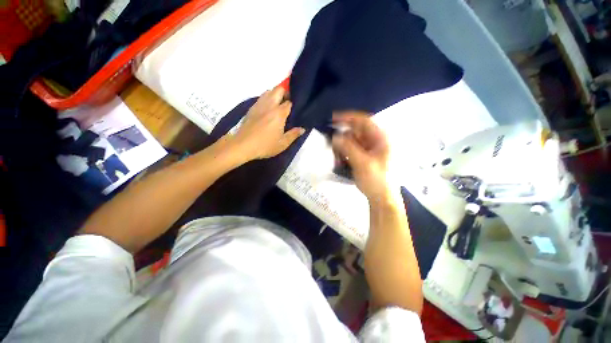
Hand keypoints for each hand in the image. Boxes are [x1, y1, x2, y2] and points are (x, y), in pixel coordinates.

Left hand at [232, 87, 304, 160]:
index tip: (295, 109)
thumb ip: (293, 135)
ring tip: (278, 105)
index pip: (289, 102)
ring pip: (268, 91)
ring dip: (275, 94)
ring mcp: (258, 105)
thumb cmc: (265, 145)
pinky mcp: (251, 109)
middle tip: (287, 103)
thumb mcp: (283, 143)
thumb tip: (302, 129)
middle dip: (285, 92)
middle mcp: (269, 105)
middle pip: (278, 89)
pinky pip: (260, 98)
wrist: (243, 145)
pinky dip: (266, 99)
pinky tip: (267, 109)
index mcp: (279, 113)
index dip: (293, 104)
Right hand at [331, 112, 391, 199]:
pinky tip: (341, 161)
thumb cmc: (377, 180)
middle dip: (343, 137)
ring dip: (342, 147)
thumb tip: (335, 136)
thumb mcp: (362, 163)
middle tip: (333, 145)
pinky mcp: (365, 156)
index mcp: (381, 138)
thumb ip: (348, 148)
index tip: (333, 119)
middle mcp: (375, 140)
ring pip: (352, 141)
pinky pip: (351, 149)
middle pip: (356, 131)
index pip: (364, 120)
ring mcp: (370, 149)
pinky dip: (344, 153)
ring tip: (338, 158)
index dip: (348, 117)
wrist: (382, 198)